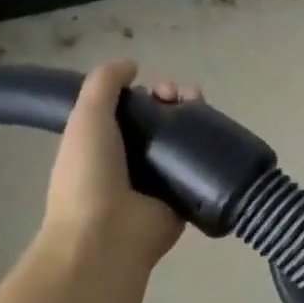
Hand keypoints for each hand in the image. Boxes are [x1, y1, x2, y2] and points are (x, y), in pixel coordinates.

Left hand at [38, 60, 195, 271]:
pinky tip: (217, 133)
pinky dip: (211, 150)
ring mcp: (159, 183)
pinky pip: (200, 169)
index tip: (158, 88)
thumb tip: (131, 65)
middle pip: (160, 122)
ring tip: (201, 106)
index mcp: (103, 147)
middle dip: (174, 101)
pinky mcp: (183, 200)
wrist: (105, 237)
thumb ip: (104, 84)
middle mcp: (131, 163)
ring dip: (194, 118)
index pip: (132, 111)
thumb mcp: (86, 119)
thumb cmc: (88, 176)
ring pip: (182, 141)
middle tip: (183, 96)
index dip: (147, 93)